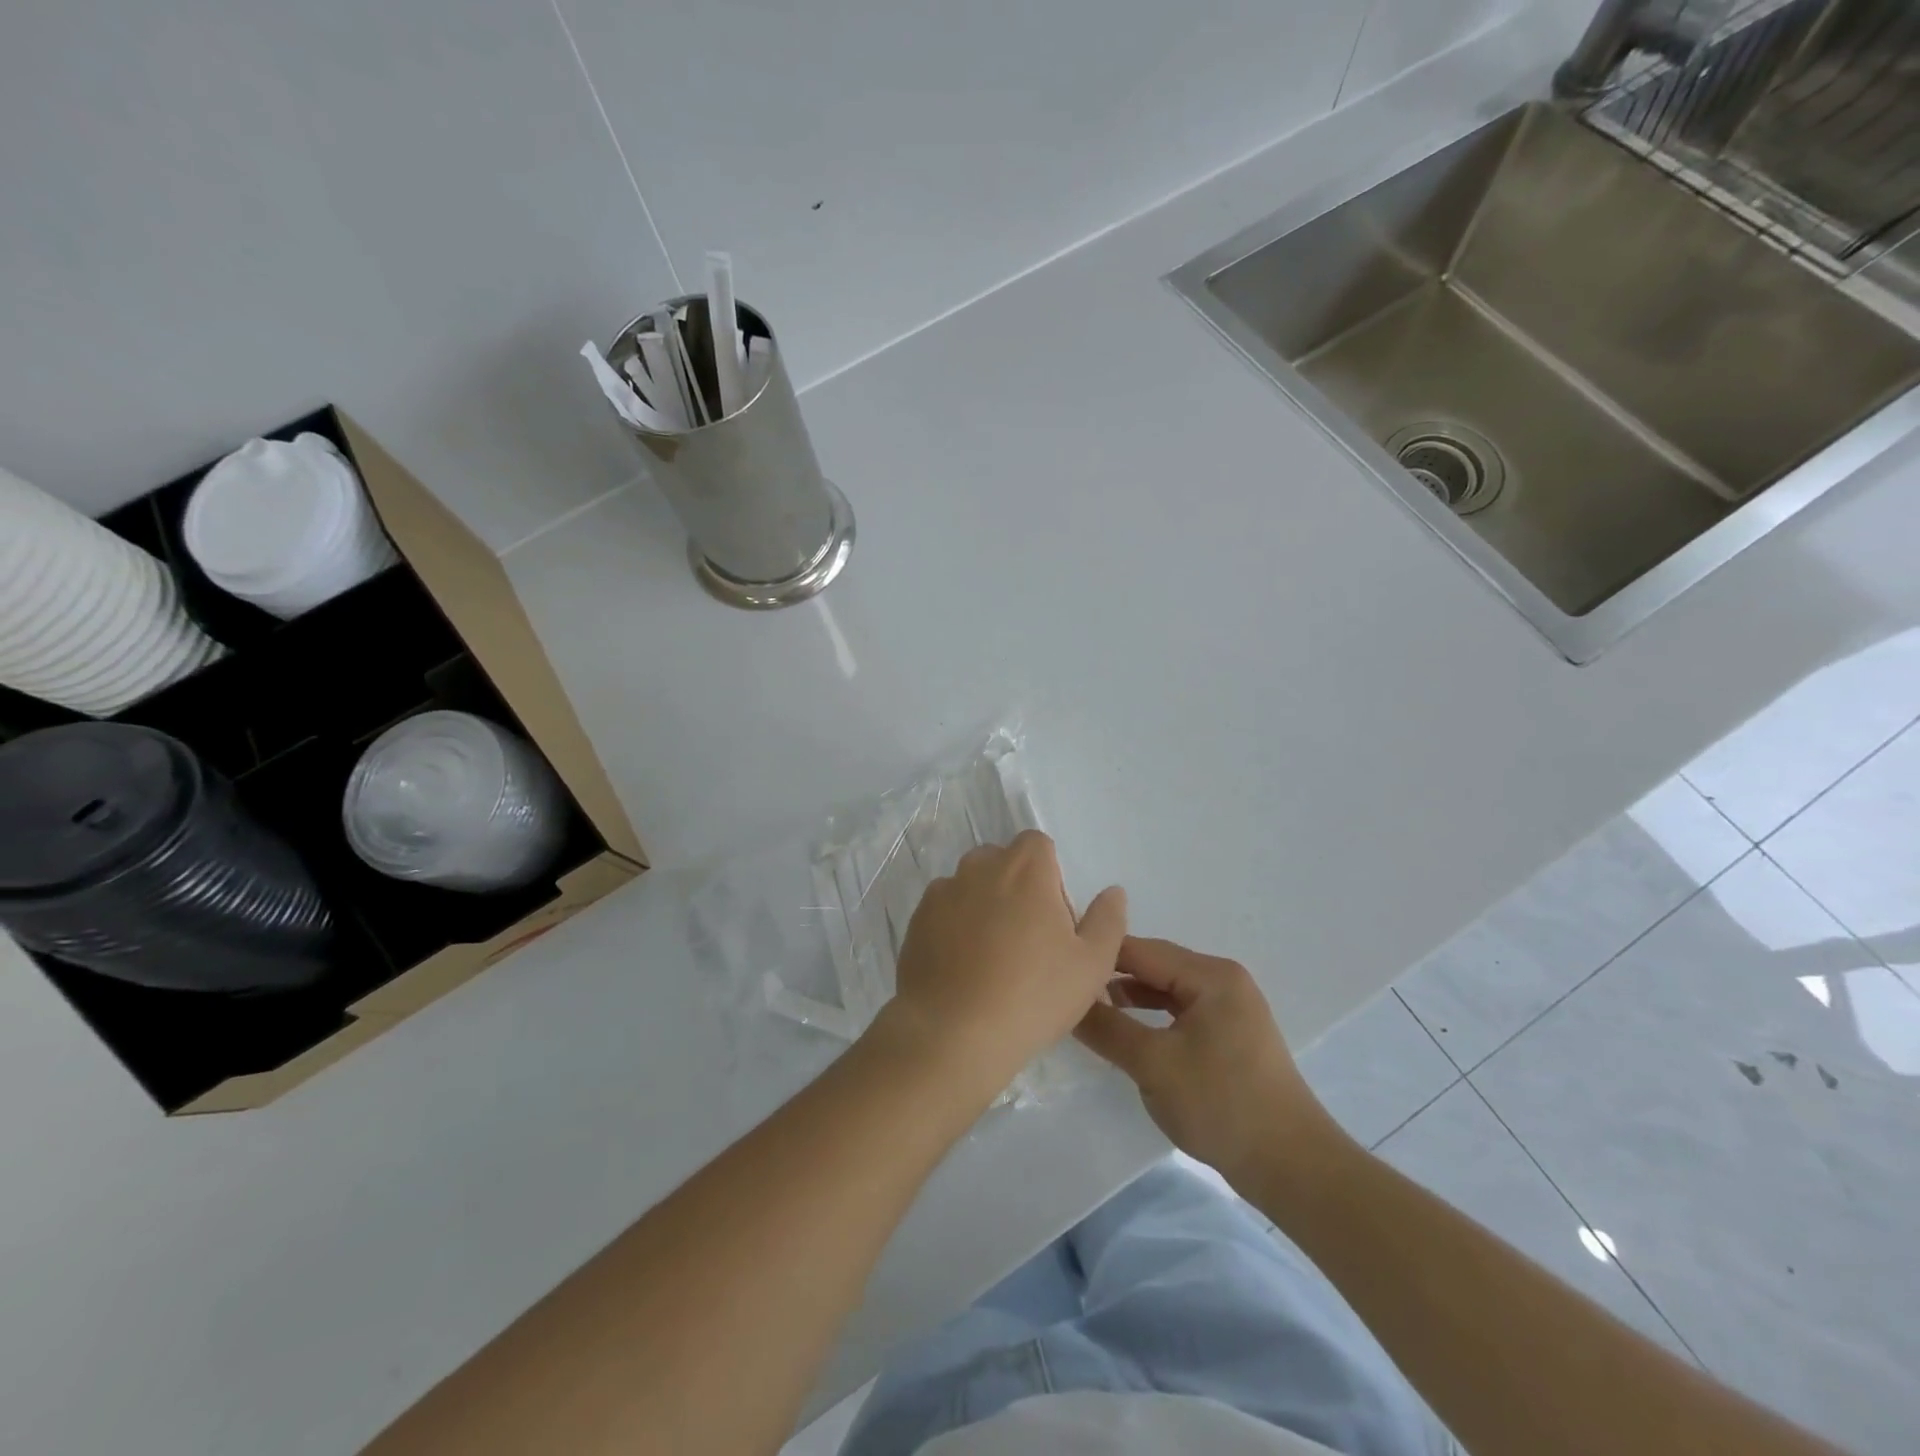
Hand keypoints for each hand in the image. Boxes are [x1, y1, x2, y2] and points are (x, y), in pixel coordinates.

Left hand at [880, 831, 1126, 1100]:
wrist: (951, 1034)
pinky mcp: (916, 920)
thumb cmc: (1032, 996)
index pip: (1038, 845)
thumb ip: (1107, 920)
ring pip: (971, 886)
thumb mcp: (1091, 965)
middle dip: (1016, 888)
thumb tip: (1112, 892)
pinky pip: (944, 911)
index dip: (1050, 877)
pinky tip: (963, 969)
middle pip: (1002, 862)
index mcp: (1025, 868)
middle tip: (1028, 942)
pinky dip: (955, 928)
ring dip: (984, 906)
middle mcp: (979, 868)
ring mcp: (942, 892)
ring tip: (992, 959)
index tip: (1054, 920)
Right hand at [1074, 938, 1345, 1187]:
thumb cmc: (1222, 1104)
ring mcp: (1230, 1008)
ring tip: (1089, 1009)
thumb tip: (1065, 1002)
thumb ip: (1106, 1028)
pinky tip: (1127, 1032)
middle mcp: (1223, 980)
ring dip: (1130, 998)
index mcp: (1211, 975)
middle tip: (1067, 987)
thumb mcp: (1153, 1064)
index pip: (1141, 950)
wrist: (1291, 1167)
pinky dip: (1152, 1017)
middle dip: (1112, 976)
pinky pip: (1181, 1012)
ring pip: (1166, 990)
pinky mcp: (1230, 1036)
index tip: (1058, 966)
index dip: (1098, 956)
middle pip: (1154, 966)